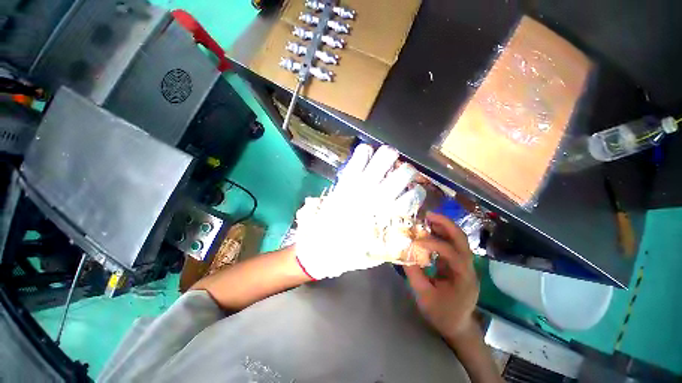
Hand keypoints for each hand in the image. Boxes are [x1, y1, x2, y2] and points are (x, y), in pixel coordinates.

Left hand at [295, 144, 425, 279]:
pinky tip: (366, 158)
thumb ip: (397, 239)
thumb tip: (409, 226)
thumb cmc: (350, 252)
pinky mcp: (346, 178)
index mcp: (390, 213)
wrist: (320, 247)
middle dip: (407, 171)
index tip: (411, 193)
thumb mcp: (380, 251)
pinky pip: (361, 153)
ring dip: (390, 158)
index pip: (415, 194)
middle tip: (399, 175)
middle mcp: (380, 194)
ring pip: (386, 155)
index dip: (416, 191)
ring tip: (385, 163)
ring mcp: (362, 183)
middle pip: (406, 171)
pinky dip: (366, 152)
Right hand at [404, 212, 478, 345]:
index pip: (452, 254)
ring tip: (427, 219)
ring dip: (443, 227)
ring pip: (458, 239)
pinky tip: (429, 232)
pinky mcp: (459, 264)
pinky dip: (441, 235)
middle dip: (445, 224)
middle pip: (462, 240)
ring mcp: (466, 265)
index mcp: (464, 278)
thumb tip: (404, 252)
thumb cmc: (442, 314)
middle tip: (428, 215)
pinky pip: (451, 245)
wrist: (458, 326)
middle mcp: (469, 268)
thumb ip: (414, 273)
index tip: (415, 242)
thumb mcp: (424, 296)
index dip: (433, 244)